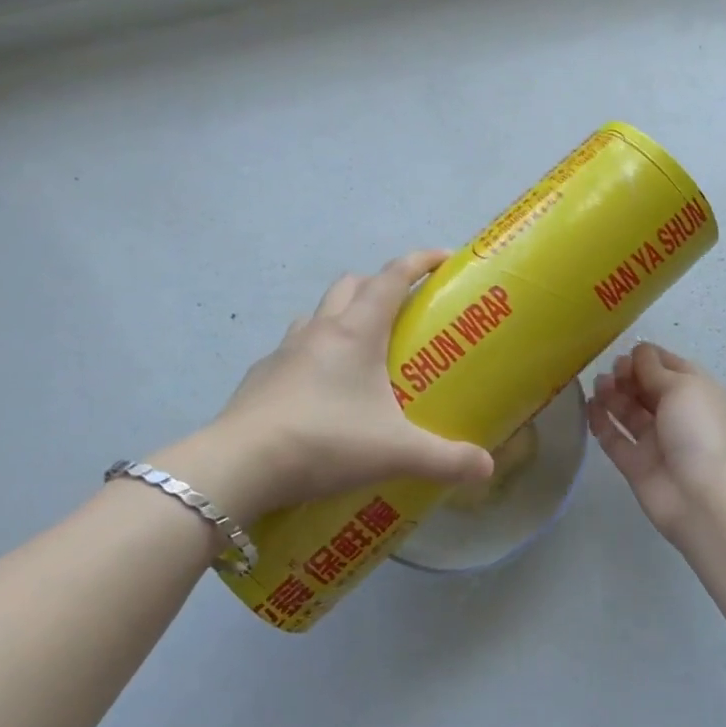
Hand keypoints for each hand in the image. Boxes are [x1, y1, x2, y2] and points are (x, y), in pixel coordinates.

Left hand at [148, 250, 492, 523]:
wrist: (239, 466)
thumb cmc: (325, 441)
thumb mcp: (395, 452)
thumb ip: (445, 459)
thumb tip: (487, 469)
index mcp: (357, 331)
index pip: (392, 277)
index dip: (420, 260)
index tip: (443, 257)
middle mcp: (320, 330)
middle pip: (352, 284)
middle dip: (379, 286)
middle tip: (402, 313)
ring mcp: (284, 351)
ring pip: (318, 314)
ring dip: (341, 317)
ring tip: (360, 352)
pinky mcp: (259, 377)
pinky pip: (292, 350)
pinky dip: (312, 355)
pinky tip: (319, 393)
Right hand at [589, 343, 725, 544]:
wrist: (705, 498)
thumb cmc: (700, 431)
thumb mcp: (683, 387)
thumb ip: (656, 370)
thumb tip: (640, 353)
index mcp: (700, 396)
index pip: (674, 369)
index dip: (651, 358)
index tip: (629, 350)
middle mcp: (680, 418)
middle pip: (649, 390)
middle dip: (630, 375)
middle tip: (613, 368)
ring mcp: (658, 444)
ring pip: (631, 414)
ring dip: (614, 395)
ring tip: (599, 383)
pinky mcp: (637, 467)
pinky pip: (616, 440)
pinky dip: (602, 422)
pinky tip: (589, 405)